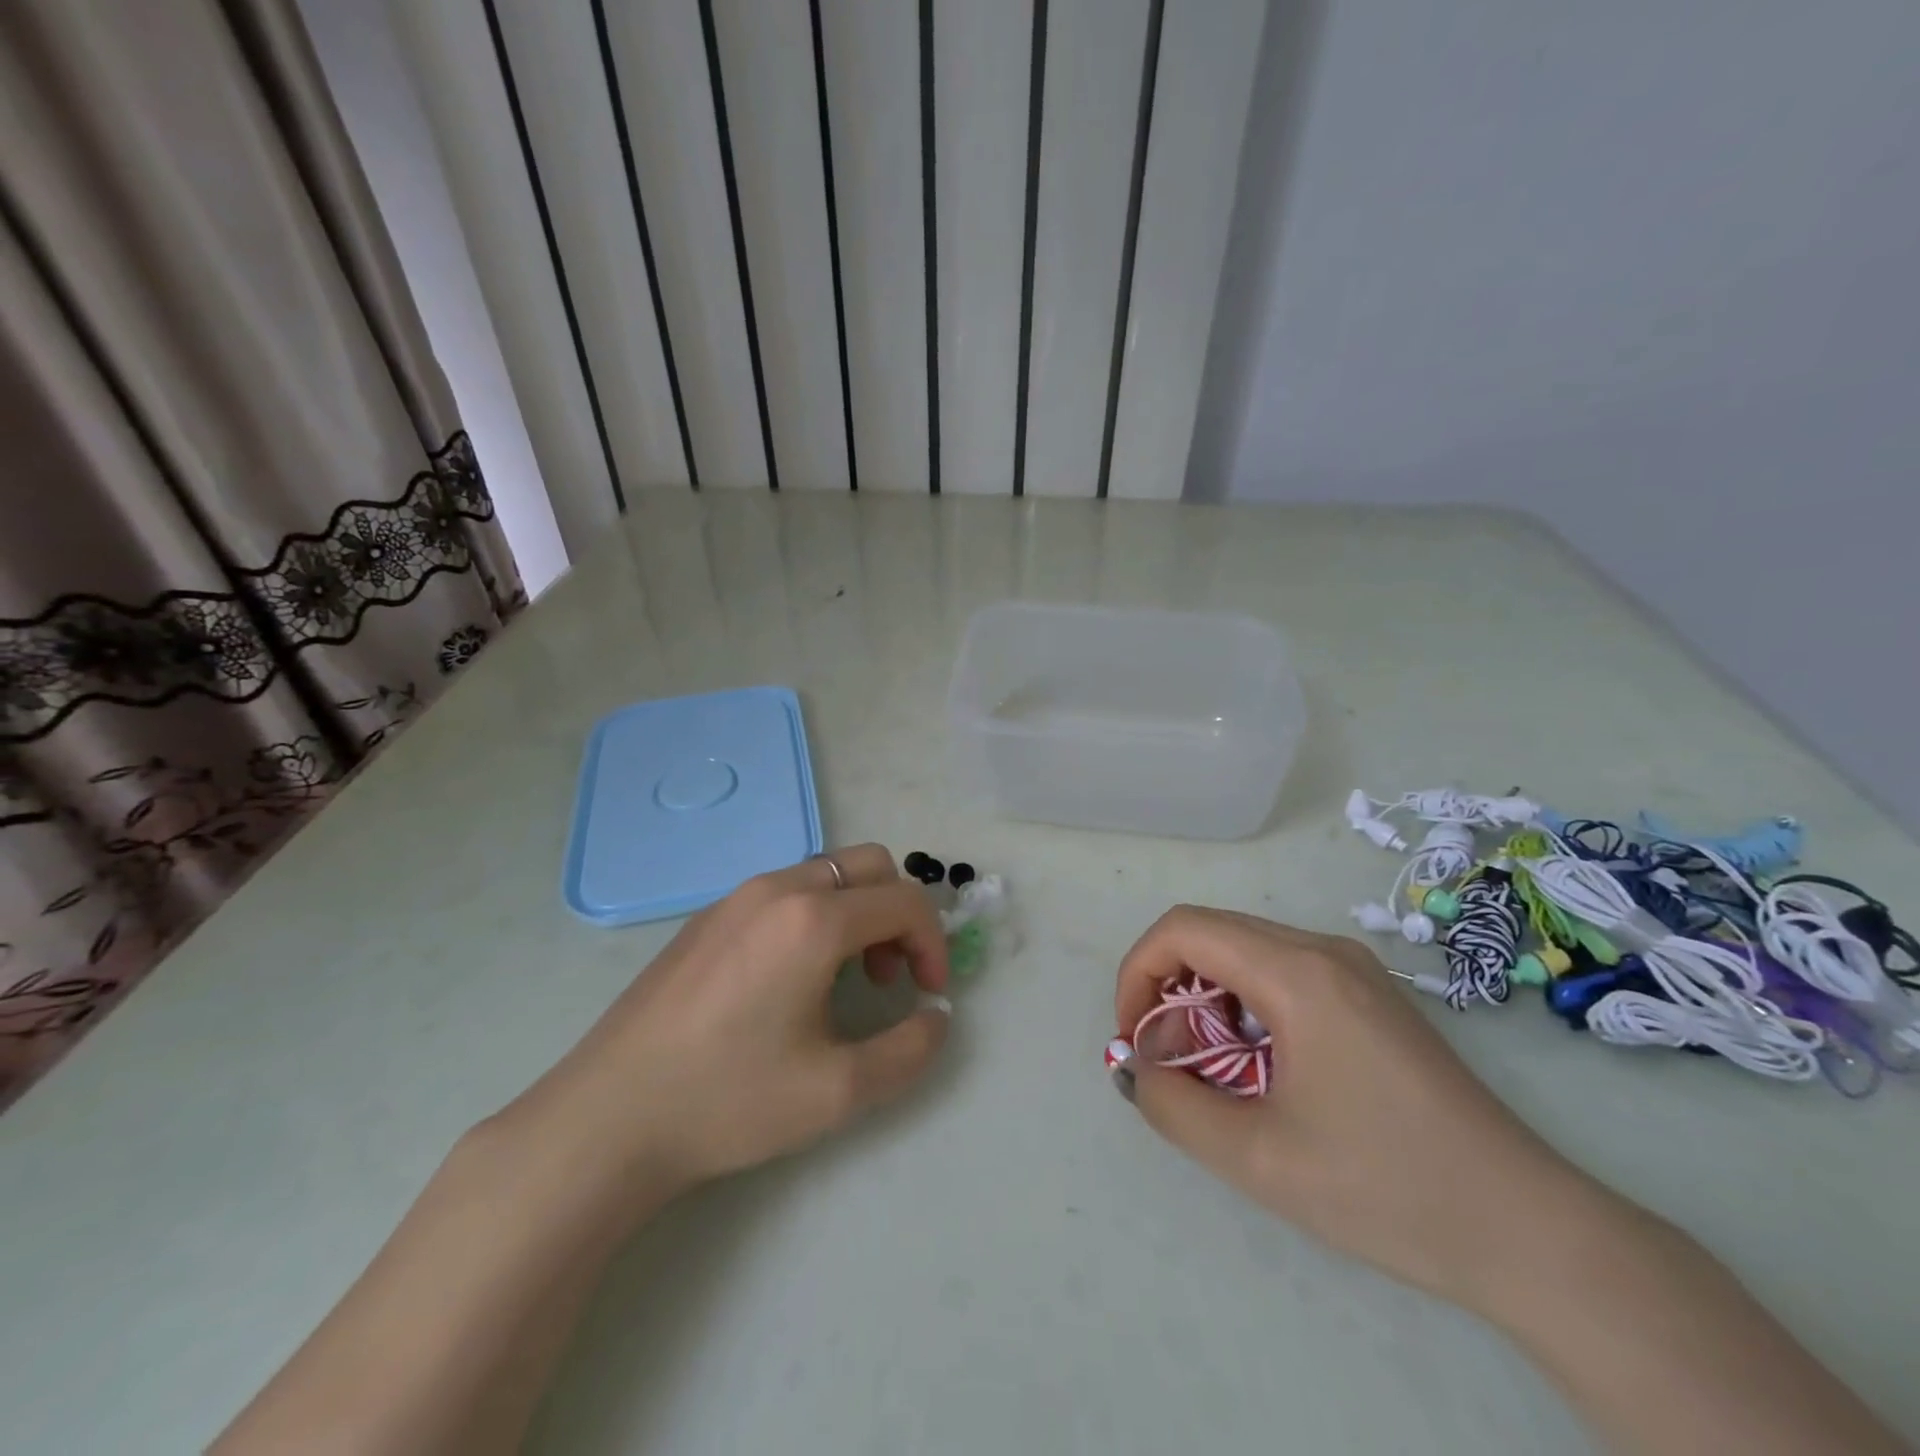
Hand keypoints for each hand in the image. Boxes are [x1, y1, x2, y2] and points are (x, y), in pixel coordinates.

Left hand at [522, 844, 950, 1201]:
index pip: (905, 901)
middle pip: (870, 865)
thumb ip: (910, 1050)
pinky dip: (816, 914)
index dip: (933, 944)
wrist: (608, 1118)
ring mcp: (736, 896)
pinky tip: (790, 979)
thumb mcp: (838, 1091)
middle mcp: (778, 888)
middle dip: (898, 914)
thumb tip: (937, 1017)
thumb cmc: (728, 1101)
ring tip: (843, 979)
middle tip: (888, 977)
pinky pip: (785, 890)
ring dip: (857, 912)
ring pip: (826, 873)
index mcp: (813, 920)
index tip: (929, 994)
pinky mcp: (707, 915)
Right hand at [1114, 907, 1608, 1311]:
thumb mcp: (1258, 1159)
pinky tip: (1260, 1067)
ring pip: (1245, 952)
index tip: (1133, 1038)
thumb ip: (1174, 1105)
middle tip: (1168, 1061)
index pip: (1183, 929)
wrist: (1531, 1232)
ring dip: (1206, 998)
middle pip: (1211, 934)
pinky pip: (1281, 972)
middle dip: (1169, 989)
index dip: (1138, 972)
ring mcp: (1353, 968)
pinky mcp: (1370, 995)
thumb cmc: (1388, 1188)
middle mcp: (1323, 949)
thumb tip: (1137, 1069)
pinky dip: (1244, 1005)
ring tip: (1210, 1070)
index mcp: (1297, 971)